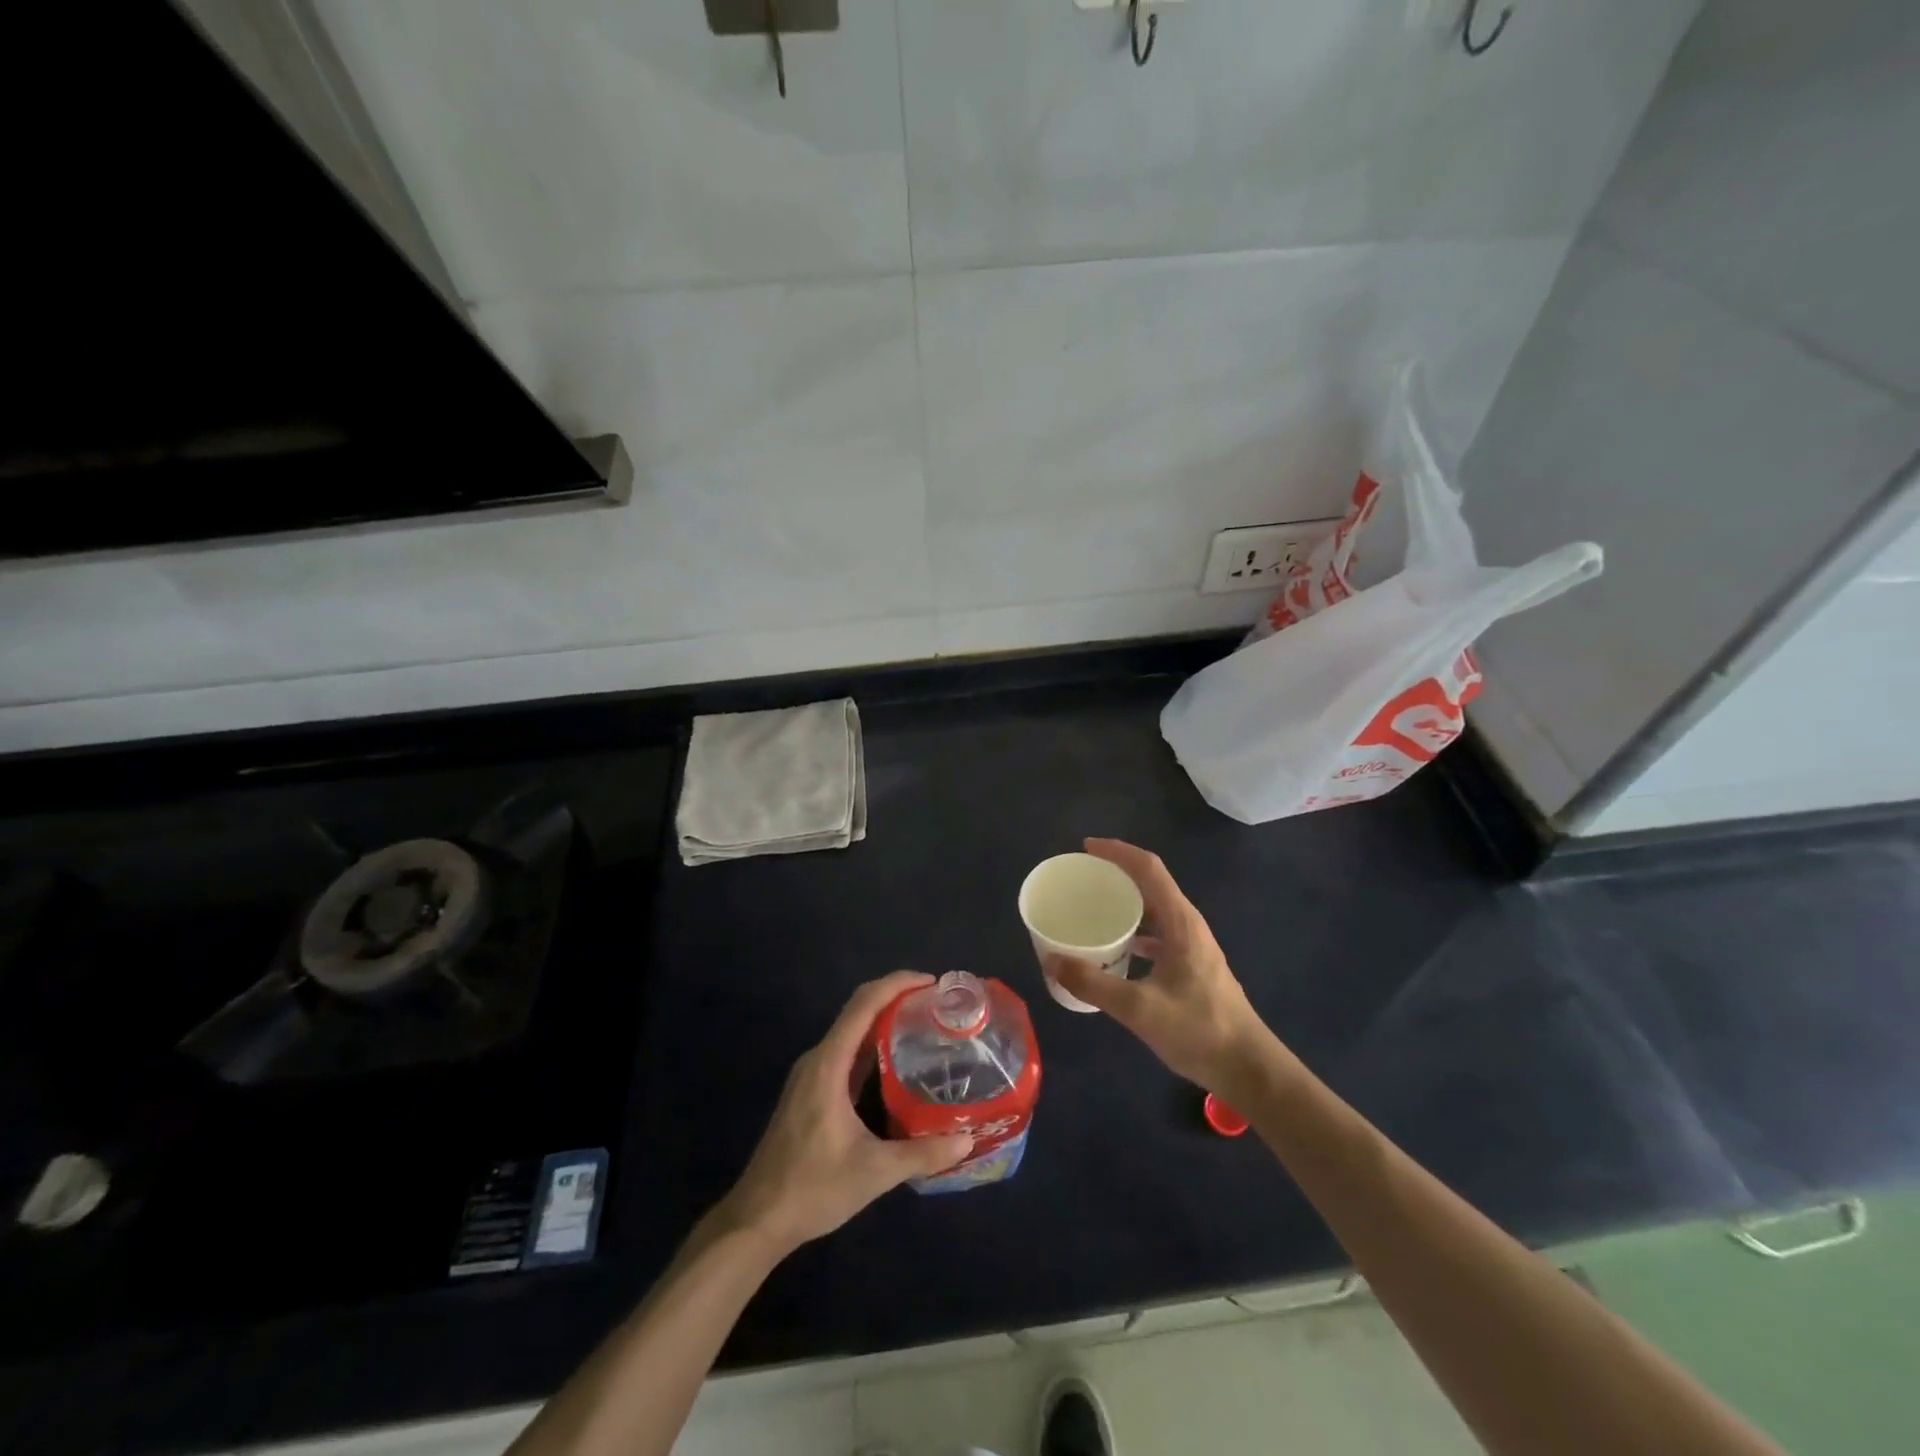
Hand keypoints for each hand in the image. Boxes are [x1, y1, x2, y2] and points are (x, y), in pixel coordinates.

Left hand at [713, 971, 973, 1256]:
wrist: (757, 1220)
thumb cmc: (811, 1189)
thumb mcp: (873, 1173)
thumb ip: (922, 1154)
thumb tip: (968, 1139)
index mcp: (828, 1065)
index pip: (864, 1004)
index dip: (897, 984)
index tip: (931, 982)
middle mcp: (818, 1059)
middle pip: (858, 1010)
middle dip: (896, 997)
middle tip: (936, 1004)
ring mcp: (811, 1076)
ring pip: (851, 1032)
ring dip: (884, 1021)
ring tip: (924, 1026)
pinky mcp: (811, 1092)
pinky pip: (846, 1054)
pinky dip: (873, 1045)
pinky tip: (897, 1063)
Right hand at [1048, 839, 1280, 1099]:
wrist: (1249, 1069)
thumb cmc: (1199, 1031)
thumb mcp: (1140, 1010)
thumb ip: (1094, 984)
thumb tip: (1052, 961)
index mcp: (1180, 923)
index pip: (1148, 868)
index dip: (1117, 851)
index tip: (1085, 848)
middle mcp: (1188, 925)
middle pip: (1150, 883)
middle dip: (1116, 873)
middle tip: (1080, 879)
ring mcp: (1193, 945)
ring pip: (1154, 909)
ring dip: (1125, 903)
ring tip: (1091, 909)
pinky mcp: (1192, 965)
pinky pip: (1158, 933)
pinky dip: (1134, 930)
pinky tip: (1115, 948)